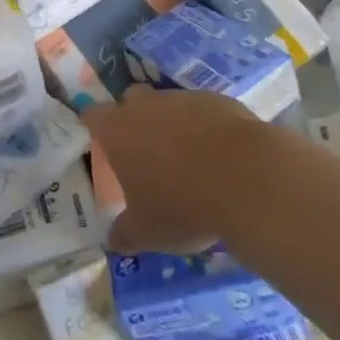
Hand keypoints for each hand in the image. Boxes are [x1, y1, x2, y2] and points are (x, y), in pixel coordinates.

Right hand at [82, 86, 270, 253]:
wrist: (248, 179)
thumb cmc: (183, 205)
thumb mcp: (148, 232)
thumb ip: (125, 233)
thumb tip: (114, 239)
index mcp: (118, 131)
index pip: (92, 115)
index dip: (93, 126)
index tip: (100, 142)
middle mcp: (146, 106)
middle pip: (130, 100)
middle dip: (134, 118)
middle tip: (145, 151)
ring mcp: (183, 99)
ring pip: (169, 104)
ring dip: (173, 124)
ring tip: (188, 158)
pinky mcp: (218, 101)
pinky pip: (203, 111)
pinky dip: (206, 127)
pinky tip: (220, 156)